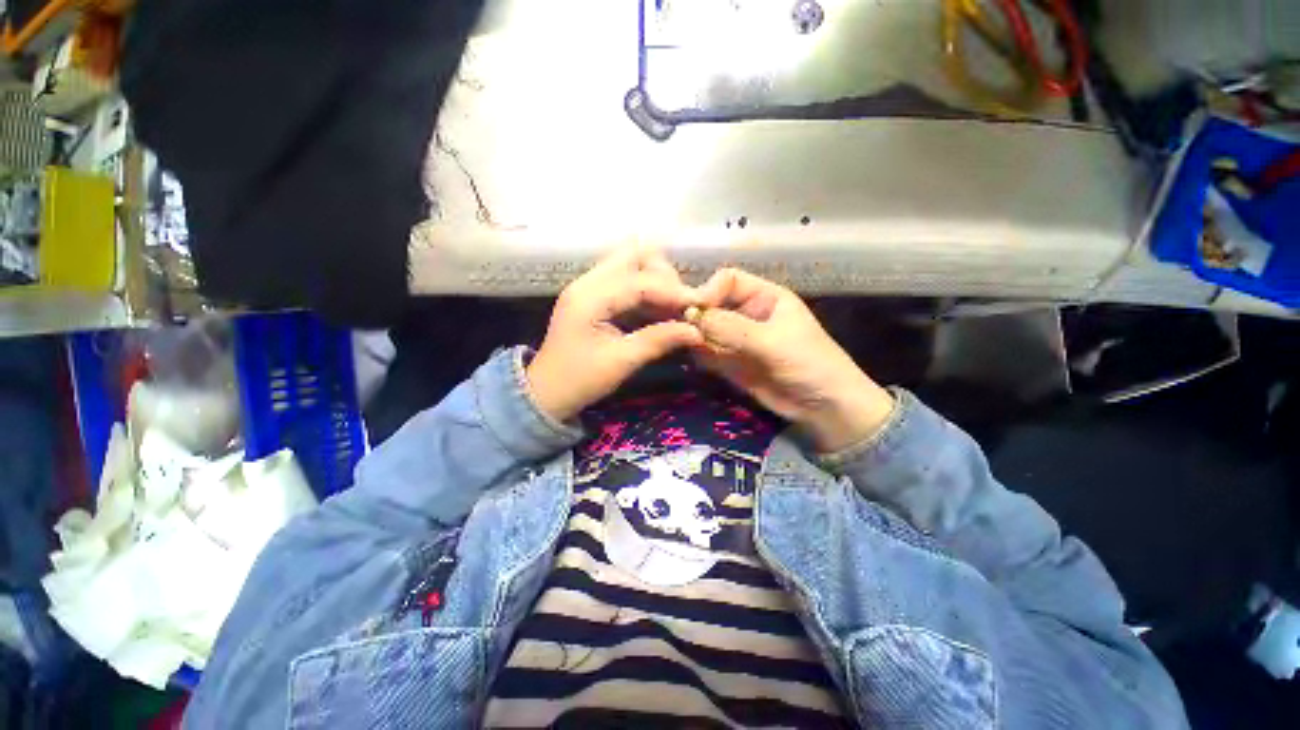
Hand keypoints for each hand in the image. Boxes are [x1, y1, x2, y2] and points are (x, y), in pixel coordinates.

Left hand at [526, 247, 703, 422]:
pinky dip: (646, 291)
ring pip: (630, 264)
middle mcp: (588, 282)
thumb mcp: (621, 362)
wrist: (545, 393)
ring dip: (656, 281)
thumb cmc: (579, 380)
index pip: (640, 281)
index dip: (673, 291)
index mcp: (590, 297)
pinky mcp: (593, 296)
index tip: (699, 306)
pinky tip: (659, 310)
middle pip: (634, 255)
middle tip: (681, 303)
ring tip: (674, 307)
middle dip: (664, 275)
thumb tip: (696, 330)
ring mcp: (589, 286)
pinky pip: (625, 281)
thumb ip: (659, 340)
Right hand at [693, 268, 894, 452]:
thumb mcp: (772, 342)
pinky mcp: (731, 363)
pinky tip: (695, 360)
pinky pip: (708, 353)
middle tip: (680, 330)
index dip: (708, 290)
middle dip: (696, 315)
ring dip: (694, 336)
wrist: (825, 408)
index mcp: (765, 297)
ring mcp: (738, 340)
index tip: (692, 309)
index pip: (728, 280)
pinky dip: (699, 355)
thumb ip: (732, 328)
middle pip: (713, 304)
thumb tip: (691, 314)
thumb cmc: (809, 364)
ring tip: (684, 345)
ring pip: (707, 330)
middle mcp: (748, 314)